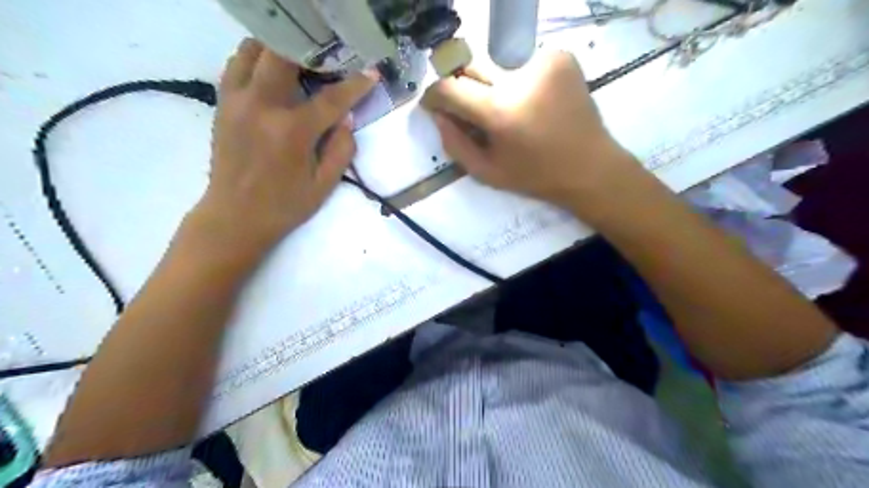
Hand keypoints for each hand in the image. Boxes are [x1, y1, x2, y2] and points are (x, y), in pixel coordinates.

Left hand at [195, 38, 377, 254]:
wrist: (235, 217)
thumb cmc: (285, 205)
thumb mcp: (325, 185)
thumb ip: (342, 149)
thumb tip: (346, 117)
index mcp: (292, 131)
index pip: (331, 98)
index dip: (356, 84)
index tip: (371, 72)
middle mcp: (261, 106)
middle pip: (283, 54)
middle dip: (310, 50)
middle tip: (328, 59)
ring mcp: (236, 101)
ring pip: (252, 50)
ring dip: (278, 50)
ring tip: (298, 62)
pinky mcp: (222, 104)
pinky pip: (236, 65)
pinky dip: (255, 61)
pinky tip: (272, 75)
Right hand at [425, 49, 646, 217]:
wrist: (590, 166)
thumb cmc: (535, 176)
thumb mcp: (487, 172)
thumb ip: (454, 144)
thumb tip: (437, 115)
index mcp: (500, 111)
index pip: (450, 87)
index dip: (435, 96)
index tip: (433, 105)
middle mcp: (520, 77)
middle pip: (472, 69)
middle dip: (464, 89)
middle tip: (473, 112)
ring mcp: (543, 61)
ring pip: (496, 66)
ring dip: (492, 86)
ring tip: (509, 112)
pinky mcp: (561, 56)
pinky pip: (521, 63)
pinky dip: (517, 81)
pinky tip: (531, 102)